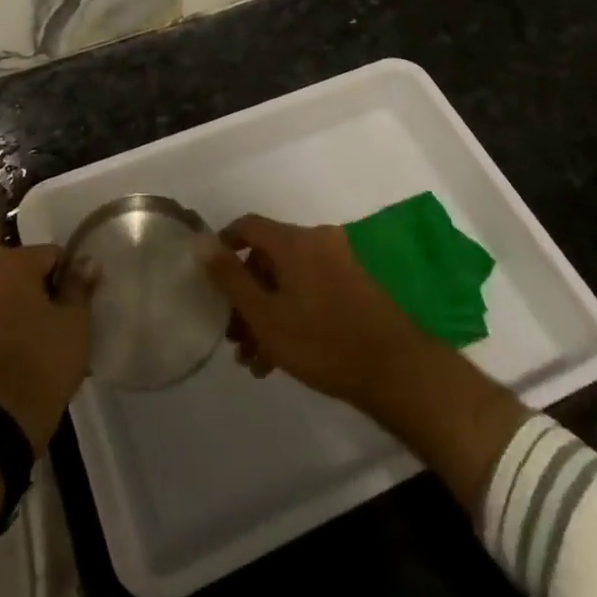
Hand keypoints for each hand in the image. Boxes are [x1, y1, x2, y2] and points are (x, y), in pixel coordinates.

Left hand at [0, 246, 92, 455]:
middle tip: (67, 320)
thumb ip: (80, 284)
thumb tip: (87, 261)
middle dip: (49, 289)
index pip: (54, 254)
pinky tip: (30, 345)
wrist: (0, 417)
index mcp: (13, 261)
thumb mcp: (75, 320)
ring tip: (50, 336)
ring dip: (31, 306)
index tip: (81, 303)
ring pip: (13, 292)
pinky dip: (14, 321)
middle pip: (30, 271)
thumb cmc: (43, 359)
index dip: (72, 276)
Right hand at [199, 214, 436, 416]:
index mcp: (293, 241)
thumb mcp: (265, 314)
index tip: (210, 278)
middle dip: (245, 295)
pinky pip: (310, 290)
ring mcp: (339, 263)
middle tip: (233, 335)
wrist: (396, 370)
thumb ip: (229, 277)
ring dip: (267, 313)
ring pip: (288, 280)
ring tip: (254, 359)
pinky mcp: (354, 286)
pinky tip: (279, 358)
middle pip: (267, 258)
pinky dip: (292, 314)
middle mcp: (317, 241)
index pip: (247, 226)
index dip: (224, 246)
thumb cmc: (322, 341)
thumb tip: (199, 240)